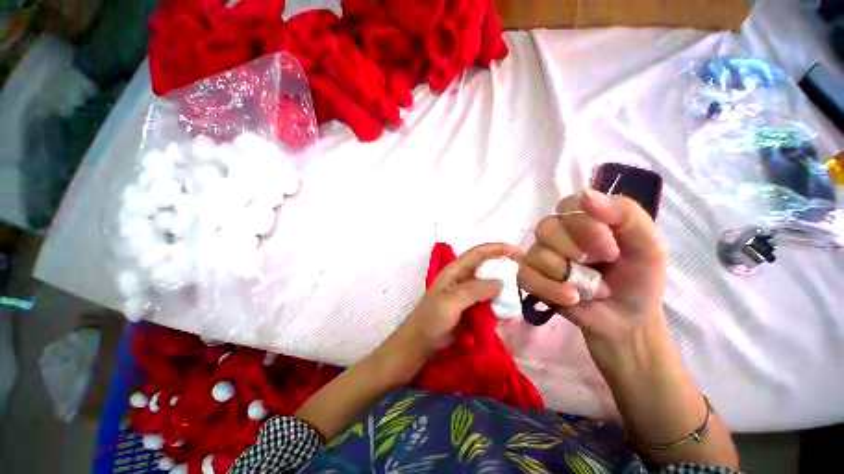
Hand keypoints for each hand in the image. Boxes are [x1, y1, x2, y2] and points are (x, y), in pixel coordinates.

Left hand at [397, 243, 519, 355]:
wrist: (422, 343)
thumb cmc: (432, 318)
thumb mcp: (451, 301)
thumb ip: (475, 290)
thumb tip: (501, 283)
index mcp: (455, 271)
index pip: (478, 253)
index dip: (496, 248)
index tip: (517, 251)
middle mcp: (462, 279)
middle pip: (486, 268)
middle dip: (503, 268)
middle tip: (523, 275)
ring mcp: (467, 294)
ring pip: (489, 286)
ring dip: (503, 289)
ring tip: (518, 295)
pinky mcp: (470, 308)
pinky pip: (488, 302)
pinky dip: (498, 304)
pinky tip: (508, 311)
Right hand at [517, 190, 667, 350]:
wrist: (626, 321)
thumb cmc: (638, 280)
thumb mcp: (648, 245)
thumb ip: (625, 214)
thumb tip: (586, 194)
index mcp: (582, 220)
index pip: (567, 206)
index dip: (585, 226)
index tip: (611, 248)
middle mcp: (556, 234)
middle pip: (546, 228)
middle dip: (576, 252)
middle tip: (600, 267)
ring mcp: (539, 255)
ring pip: (538, 254)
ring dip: (568, 276)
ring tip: (590, 288)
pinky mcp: (529, 277)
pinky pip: (526, 275)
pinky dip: (551, 289)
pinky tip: (571, 298)